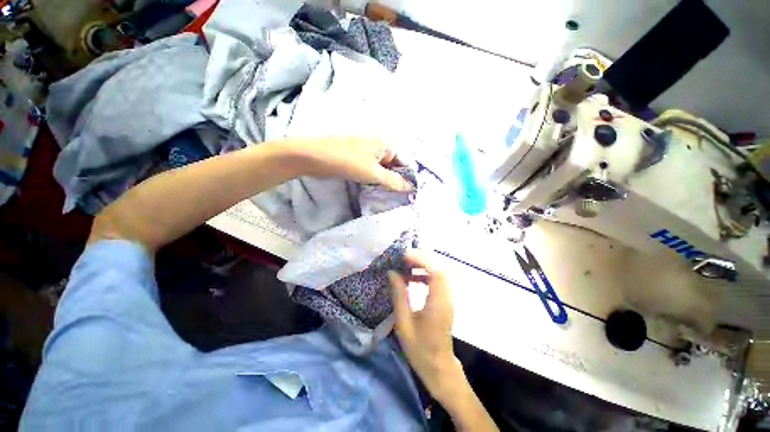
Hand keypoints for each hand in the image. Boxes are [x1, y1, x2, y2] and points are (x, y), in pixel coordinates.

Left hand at [289, 137, 413, 191]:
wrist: (315, 156)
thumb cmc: (348, 161)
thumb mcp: (374, 173)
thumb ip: (394, 181)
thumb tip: (411, 188)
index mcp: (386, 144)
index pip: (405, 162)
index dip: (408, 177)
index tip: (411, 193)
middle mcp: (379, 147)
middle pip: (394, 166)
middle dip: (397, 181)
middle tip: (402, 198)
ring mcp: (368, 153)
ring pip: (383, 170)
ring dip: (386, 182)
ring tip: (391, 197)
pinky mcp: (358, 160)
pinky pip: (372, 171)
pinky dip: (376, 180)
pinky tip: (378, 190)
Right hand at [389, 250, 462, 400]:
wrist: (438, 367)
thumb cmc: (419, 349)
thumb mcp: (404, 323)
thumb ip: (399, 295)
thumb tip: (392, 273)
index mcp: (438, 303)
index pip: (435, 272)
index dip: (421, 260)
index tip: (404, 256)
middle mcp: (446, 297)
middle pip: (439, 269)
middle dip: (422, 259)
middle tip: (403, 257)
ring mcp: (447, 299)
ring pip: (439, 273)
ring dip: (423, 266)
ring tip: (405, 266)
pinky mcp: (444, 301)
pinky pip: (437, 281)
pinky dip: (425, 275)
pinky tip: (412, 279)